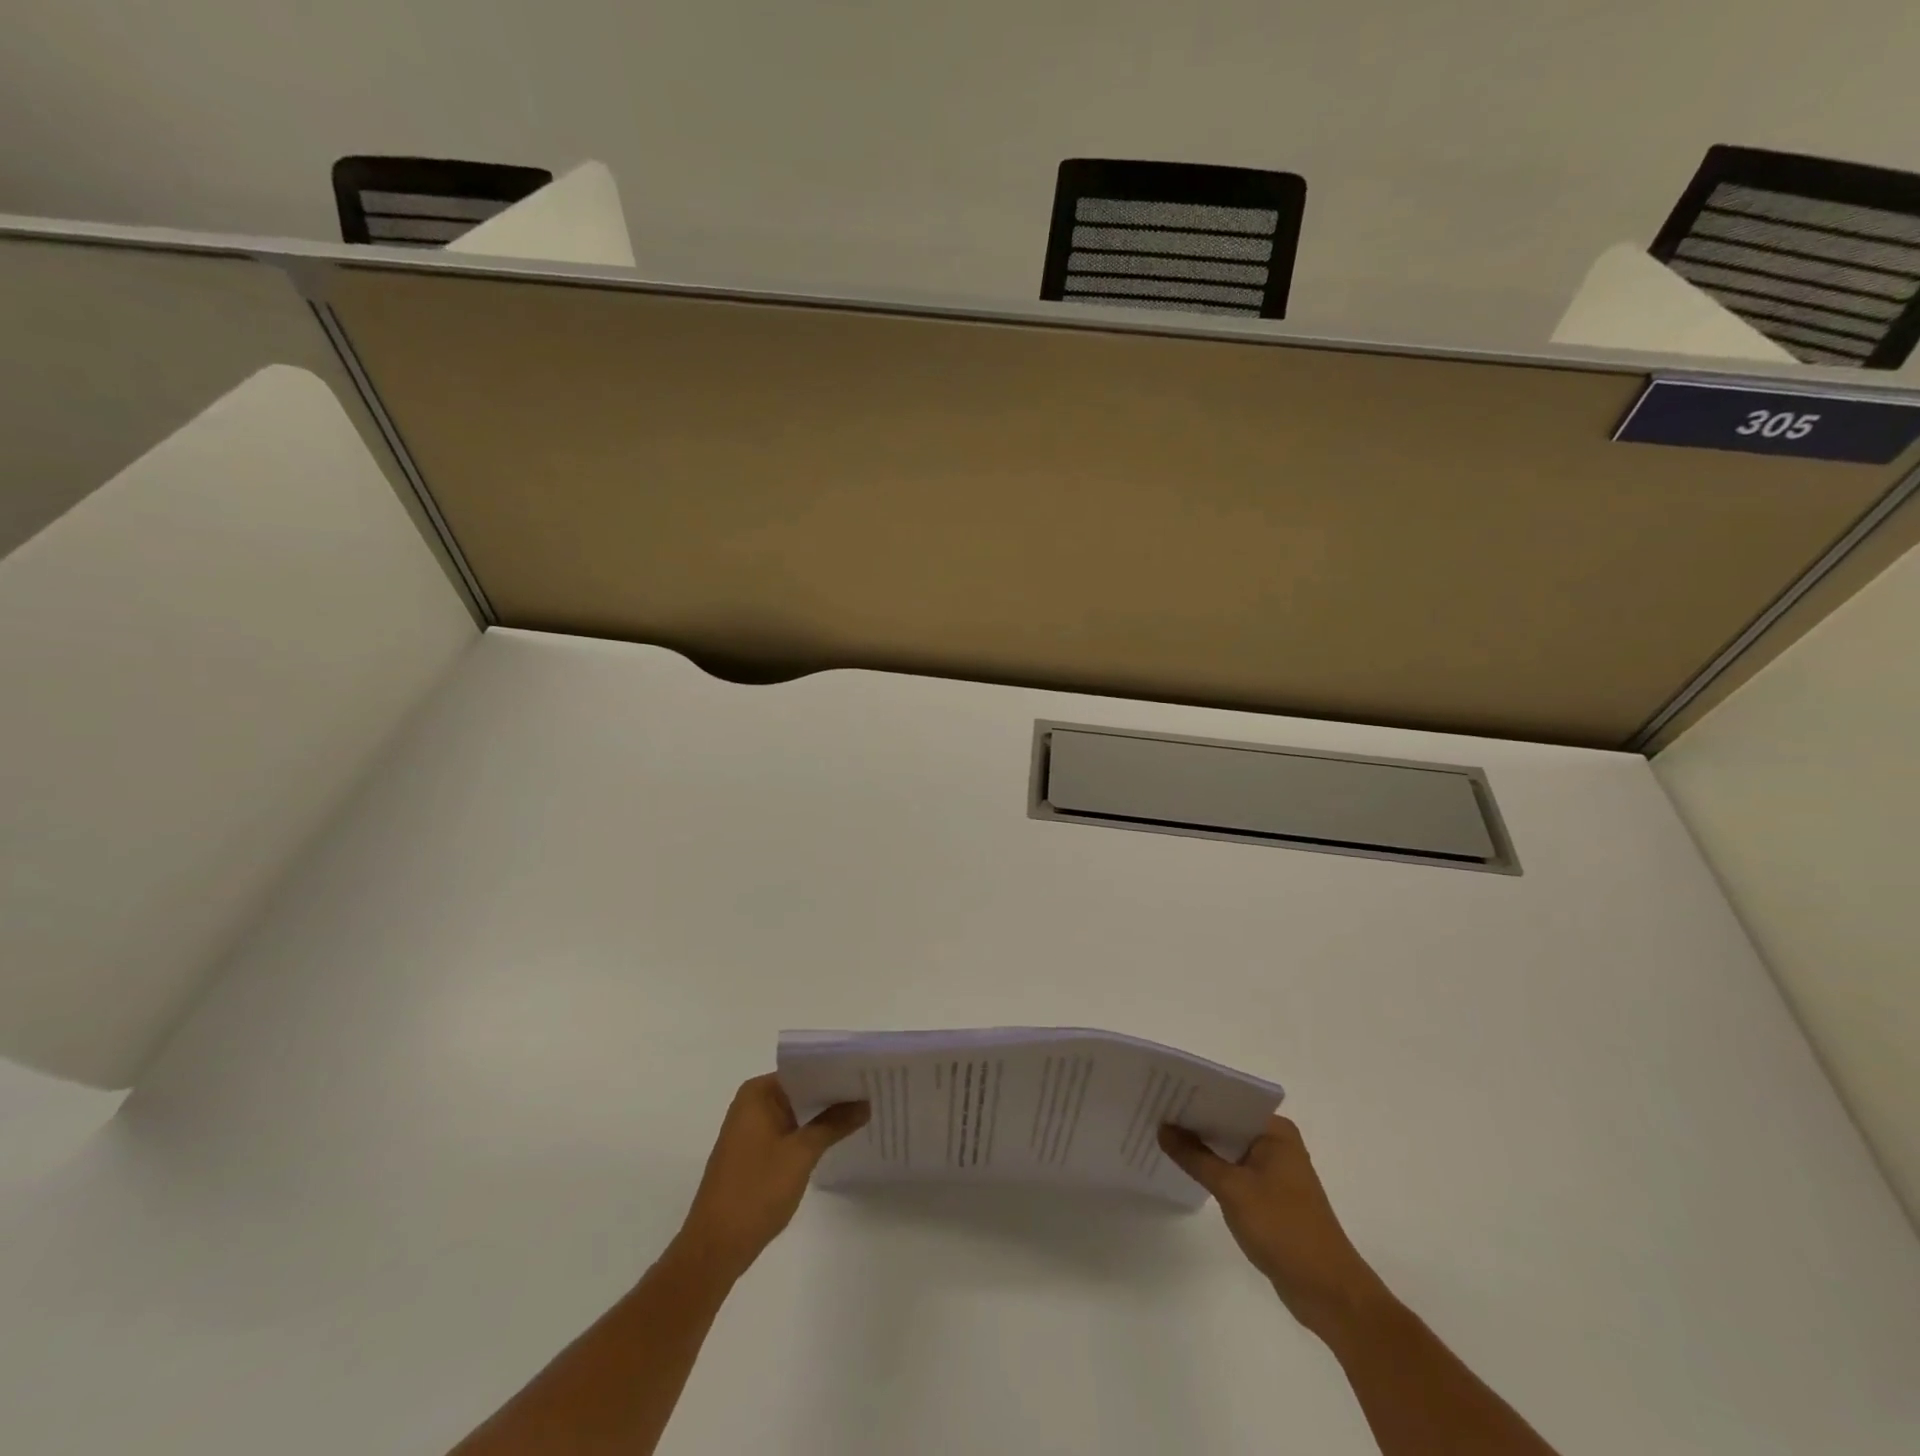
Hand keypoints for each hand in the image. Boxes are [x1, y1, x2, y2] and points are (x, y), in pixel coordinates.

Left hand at [677, 1075, 867, 1280]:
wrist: (715, 1248)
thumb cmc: (756, 1191)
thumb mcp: (801, 1154)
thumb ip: (834, 1124)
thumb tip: (865, 1103)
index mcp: (758, 1093)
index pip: (804, 1070)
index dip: (836, 1071)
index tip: (866, 1073)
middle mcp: (752, 1104)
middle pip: (801, 1090)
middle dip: (833, 1094)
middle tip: (871, 1092)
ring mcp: (751, 1130)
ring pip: (796, 1112)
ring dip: (823, 1115)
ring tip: (863, 1111)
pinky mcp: (754, 1154)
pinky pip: (788, 1132)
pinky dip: (810, 1133)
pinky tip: (837, 1138)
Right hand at [1159, 1115, 1386, 1338]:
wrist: (1327, 1292)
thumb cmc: (1283, 1229)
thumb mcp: (1232, 1189)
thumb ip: (1195, 1157)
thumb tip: (1163, 1128)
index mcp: (1275, 1131)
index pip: (1228, 1101)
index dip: (1195, 1097)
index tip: (1161, 1092)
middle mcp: (1276, 1143)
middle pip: (1227, 1123)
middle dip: (1194, 1121)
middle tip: (1153, 1111)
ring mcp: (1274, 1170)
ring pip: (1228, 1148)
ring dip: (1201, 1147)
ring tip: (1160, 1135)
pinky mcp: (1269, 1195)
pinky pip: (1233, 1170)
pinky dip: (1212, 1169)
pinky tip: (1184, 1168)